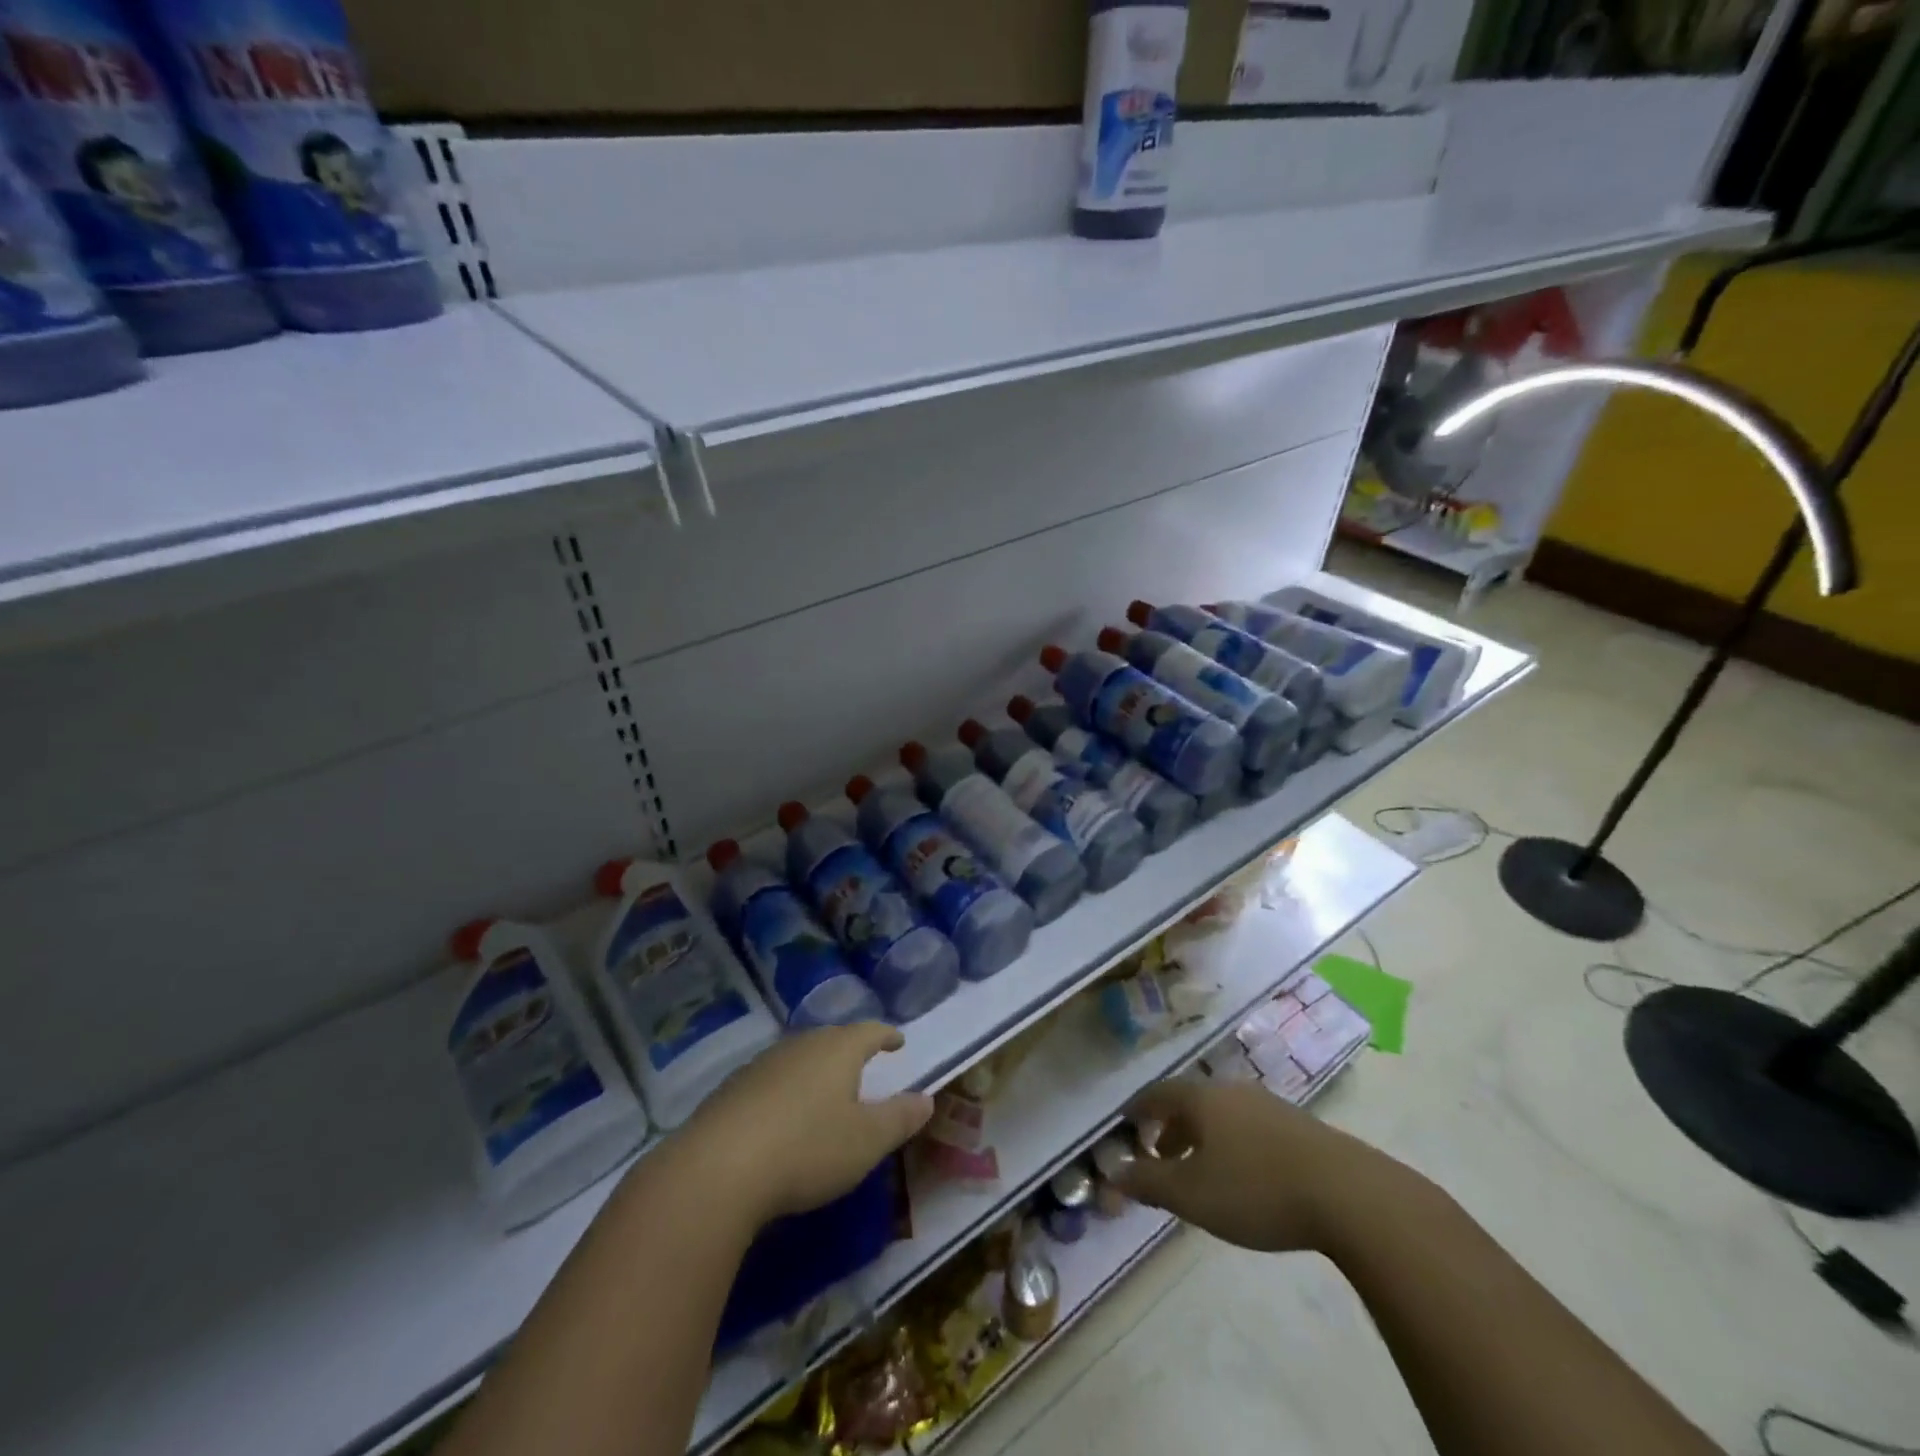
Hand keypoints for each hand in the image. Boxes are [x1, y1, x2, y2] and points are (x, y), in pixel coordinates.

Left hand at [680, 1023, 934, 1225]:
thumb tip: (927, 1098)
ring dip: (816, 1069)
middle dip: (850, 1050)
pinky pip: (772, 1080)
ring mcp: (763, 1064)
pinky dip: (787, 1090)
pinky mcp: (733, 1089)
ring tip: (825, 1090)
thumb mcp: (866, 1141)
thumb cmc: (807, 1149)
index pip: (870, 1031)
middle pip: (832, 1039)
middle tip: (863, 1064)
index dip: (886, 1035)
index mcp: (838, 1050)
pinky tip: (783, 1116)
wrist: (718, 1169)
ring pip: (799, 1057)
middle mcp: (801, 1046)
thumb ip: (899, 1118)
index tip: (897, 1041)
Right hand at [1114, 1078, 1393, 1251]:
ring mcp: (1269, 1105)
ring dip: (1203, 1137)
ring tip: (1200, 1169)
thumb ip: (1148, 1181)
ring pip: (1222, 1114)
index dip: (1139, 1108)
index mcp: (1202, 1098)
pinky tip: (1244, 1174)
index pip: (1158, 1093)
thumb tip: (1112, 1172)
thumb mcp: (1192, 1193)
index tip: (1126, 1123)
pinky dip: (1232, 1143)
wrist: (1348, 1194)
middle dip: (1171, 1126)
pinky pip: (1250, 1126)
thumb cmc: (1256, 1189)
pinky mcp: (1299, 1126)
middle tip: (1159, 1154)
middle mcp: (1232, 1090)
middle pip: (1191, 1101)